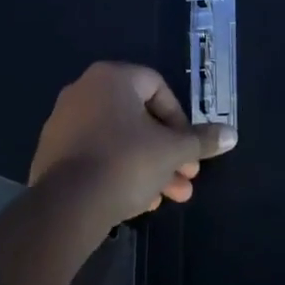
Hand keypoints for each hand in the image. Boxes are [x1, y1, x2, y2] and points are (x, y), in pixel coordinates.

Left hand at [30, 62, 237, 225]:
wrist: (66, 206)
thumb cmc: (126, 162)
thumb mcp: (172, 151)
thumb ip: (201, 140)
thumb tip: (232, 134)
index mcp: (112, 78)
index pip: (158, 88)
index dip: (180, 121)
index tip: (190, 150)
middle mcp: (84, 91)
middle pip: (138, 119)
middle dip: (167, 152)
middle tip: (186, 179)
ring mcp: (64, 122)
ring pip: (119, 140)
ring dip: (148, 166)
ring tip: (169, 198)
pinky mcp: (52, 153)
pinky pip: (96, 155)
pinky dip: (119, 172)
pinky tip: (139, 202)